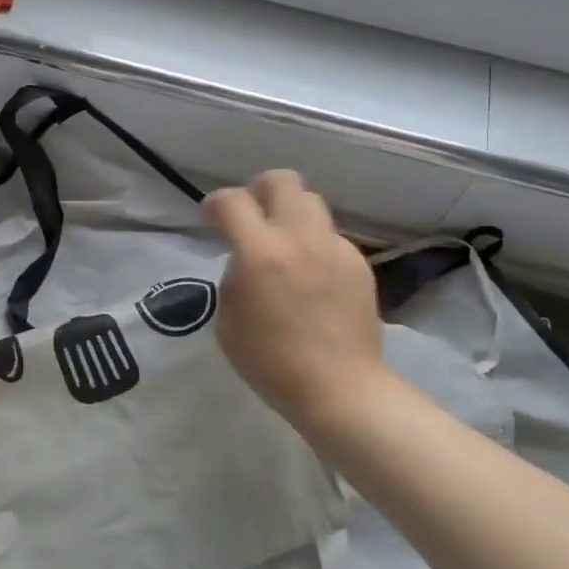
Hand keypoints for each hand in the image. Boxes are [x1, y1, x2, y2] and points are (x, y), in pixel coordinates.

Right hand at [203, 171, 397, 432]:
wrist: (340, 388)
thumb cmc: (271, 363)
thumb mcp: (228, 321)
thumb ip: (233, 277)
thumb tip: (245, 260)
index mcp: (260, 253)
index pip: (232, 201)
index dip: (215, 203)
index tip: (211, 218)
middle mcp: (298, 238)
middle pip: (281, 180)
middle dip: (259, 190)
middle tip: (252, 216)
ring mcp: (333, 247)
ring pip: (311, 201)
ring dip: (290, 213)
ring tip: (284, 242)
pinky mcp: (358, 262)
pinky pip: (331, 236)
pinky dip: (315, 244)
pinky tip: (312, 275)